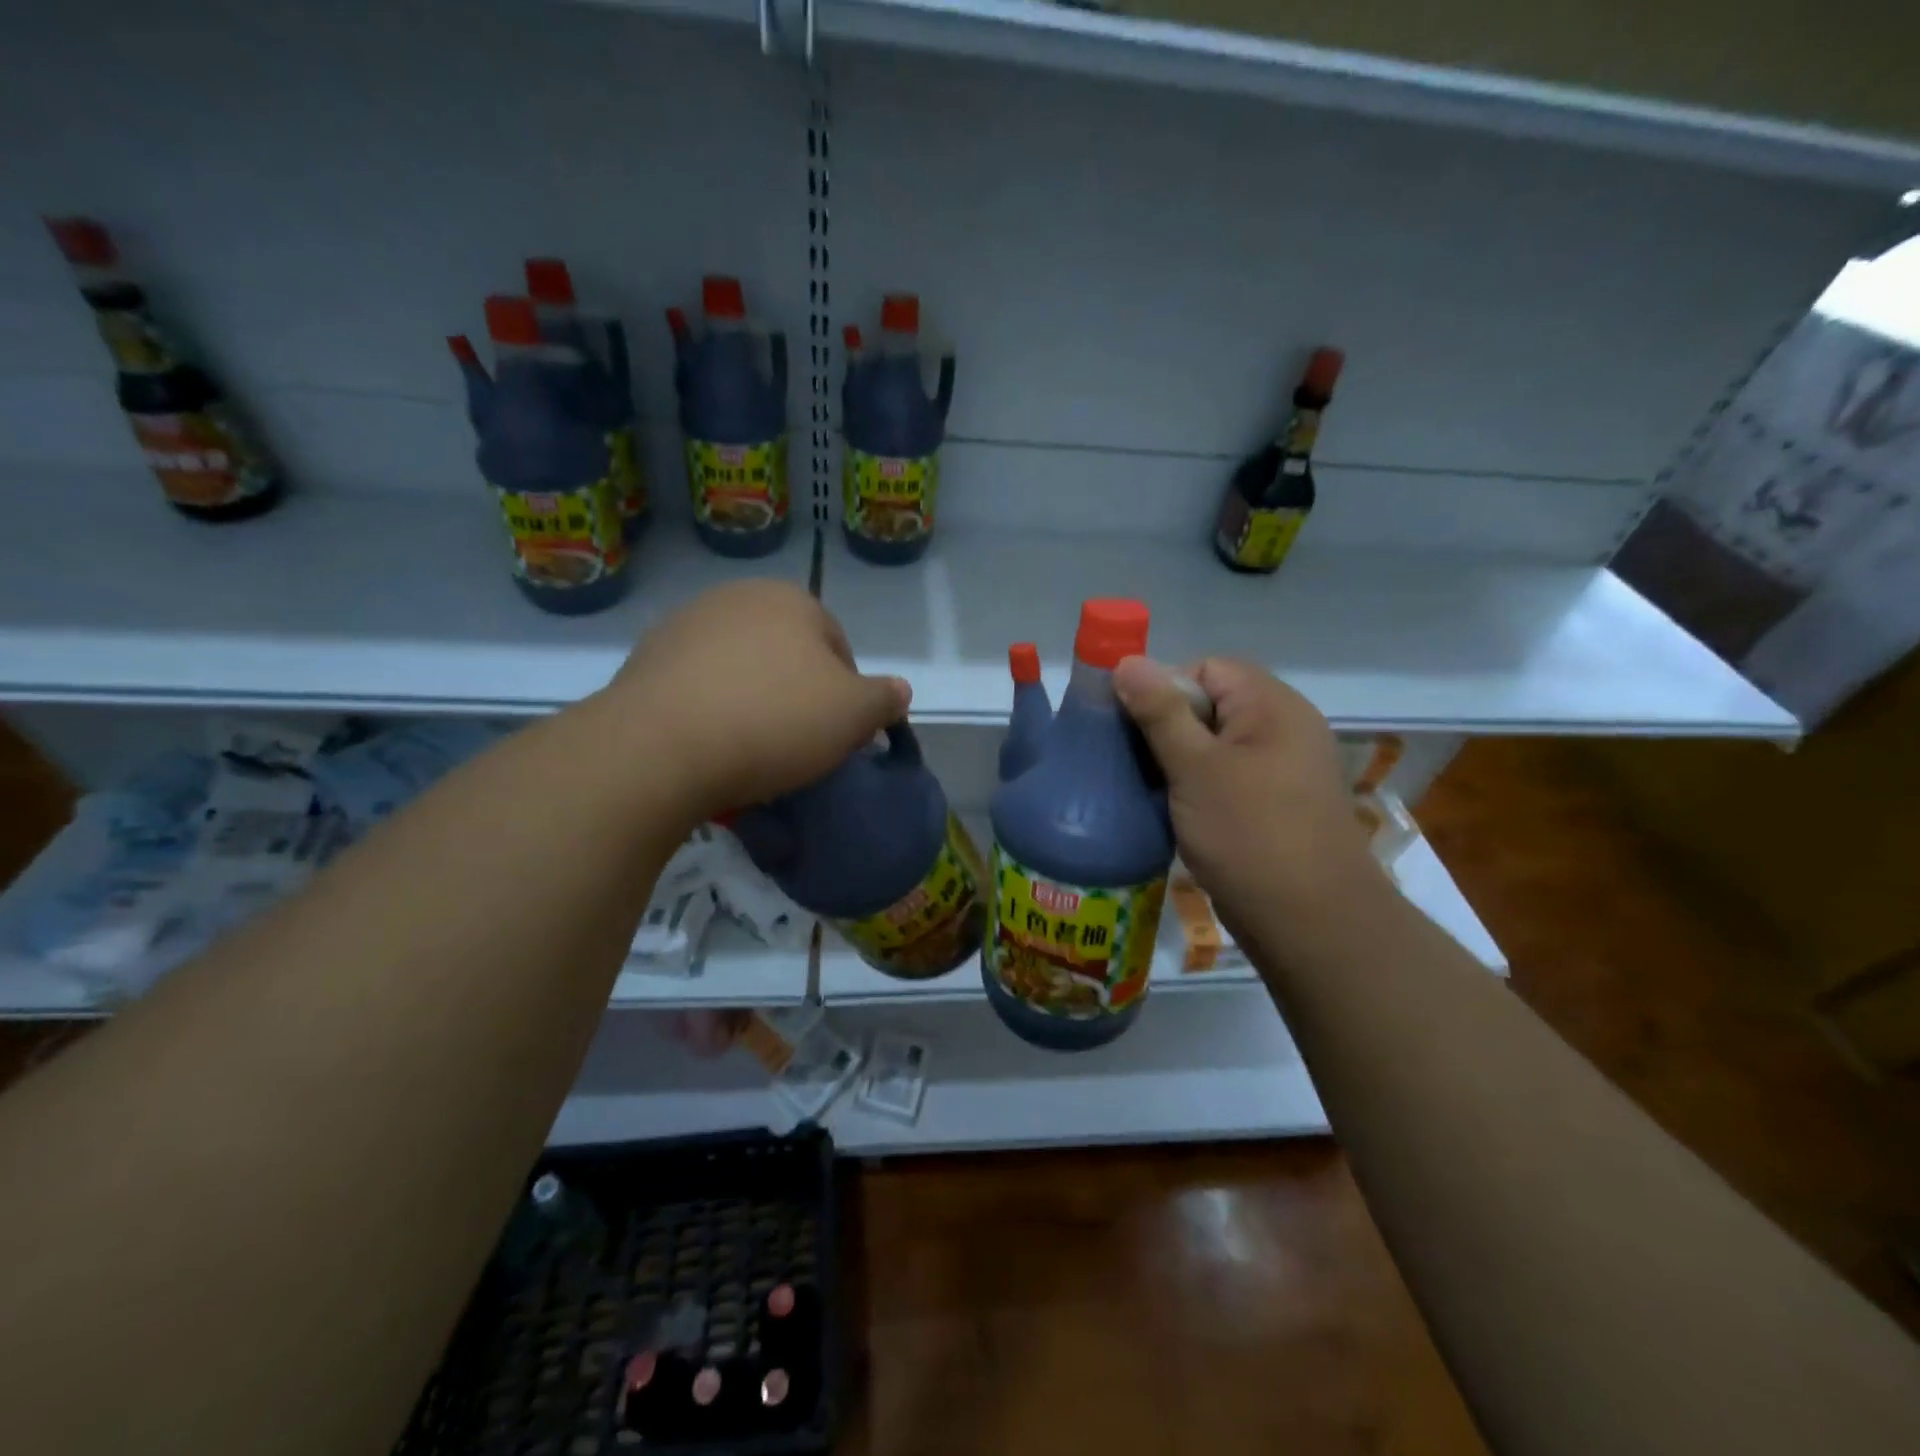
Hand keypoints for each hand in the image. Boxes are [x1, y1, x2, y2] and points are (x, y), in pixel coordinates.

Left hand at [600, 580, 909, 821]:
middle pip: (786, 653)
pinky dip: (709, 710)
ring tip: (749, 748)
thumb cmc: (774, 721)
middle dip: (797, 693)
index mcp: (791, 600)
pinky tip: (709, 744)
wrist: (661, 747)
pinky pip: (697, 686)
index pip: (837, 646)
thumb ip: (884, 698)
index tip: (836, 734)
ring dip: (752, 700)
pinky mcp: (644, 659)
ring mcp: (684, 625)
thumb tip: (898, 691)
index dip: (846, 694)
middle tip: (797, 742)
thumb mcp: (854, 715)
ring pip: (740, 668)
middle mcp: (736, 598)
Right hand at [1113, 656, 1387, 935]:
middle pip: (1211, 705)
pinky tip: (1173, 812)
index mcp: (1272, 706)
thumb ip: (1160, 712)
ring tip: (1147, 789)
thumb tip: (1127, 661)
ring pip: (1215, 746)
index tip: (1134, 729)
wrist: (1311, 923)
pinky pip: (1227, 778)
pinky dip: (1197, 788)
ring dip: (1178, 762)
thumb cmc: (1250, 835)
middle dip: (1166, 729)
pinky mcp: (1276, 805)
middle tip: (1133, 761)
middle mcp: (1284, 728)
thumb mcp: (1195, 768)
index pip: (1207, 668)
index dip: (1165, 689)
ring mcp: (1283, 769)